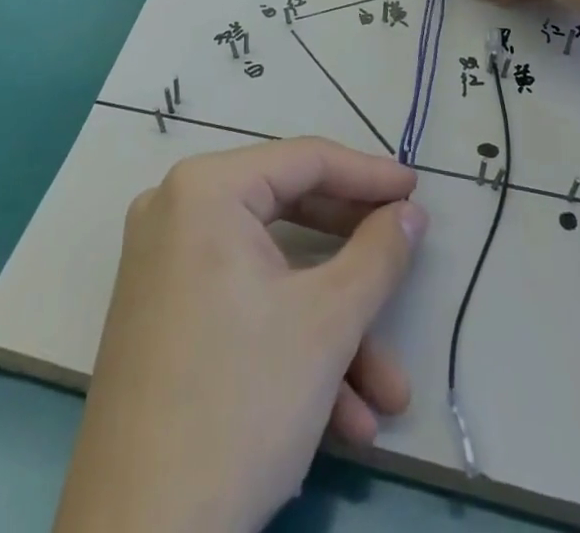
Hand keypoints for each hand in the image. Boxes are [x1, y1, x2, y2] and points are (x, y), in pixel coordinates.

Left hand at [52, 138, 426, 532]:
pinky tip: (343, 419)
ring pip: (271, 276)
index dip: (369, 175)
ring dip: (333, 330)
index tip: (418, 190)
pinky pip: (240, 306)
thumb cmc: (239, 405)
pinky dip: (290, 347)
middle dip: (355, 264)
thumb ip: (379, 254)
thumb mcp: (327, 323)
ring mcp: (163, 266)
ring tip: (387, 393)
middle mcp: (176, 211)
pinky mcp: (162, 317)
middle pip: (288, 215)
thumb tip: (410, 213)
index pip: (304, 159)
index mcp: (206, 189)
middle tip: (406, 261)